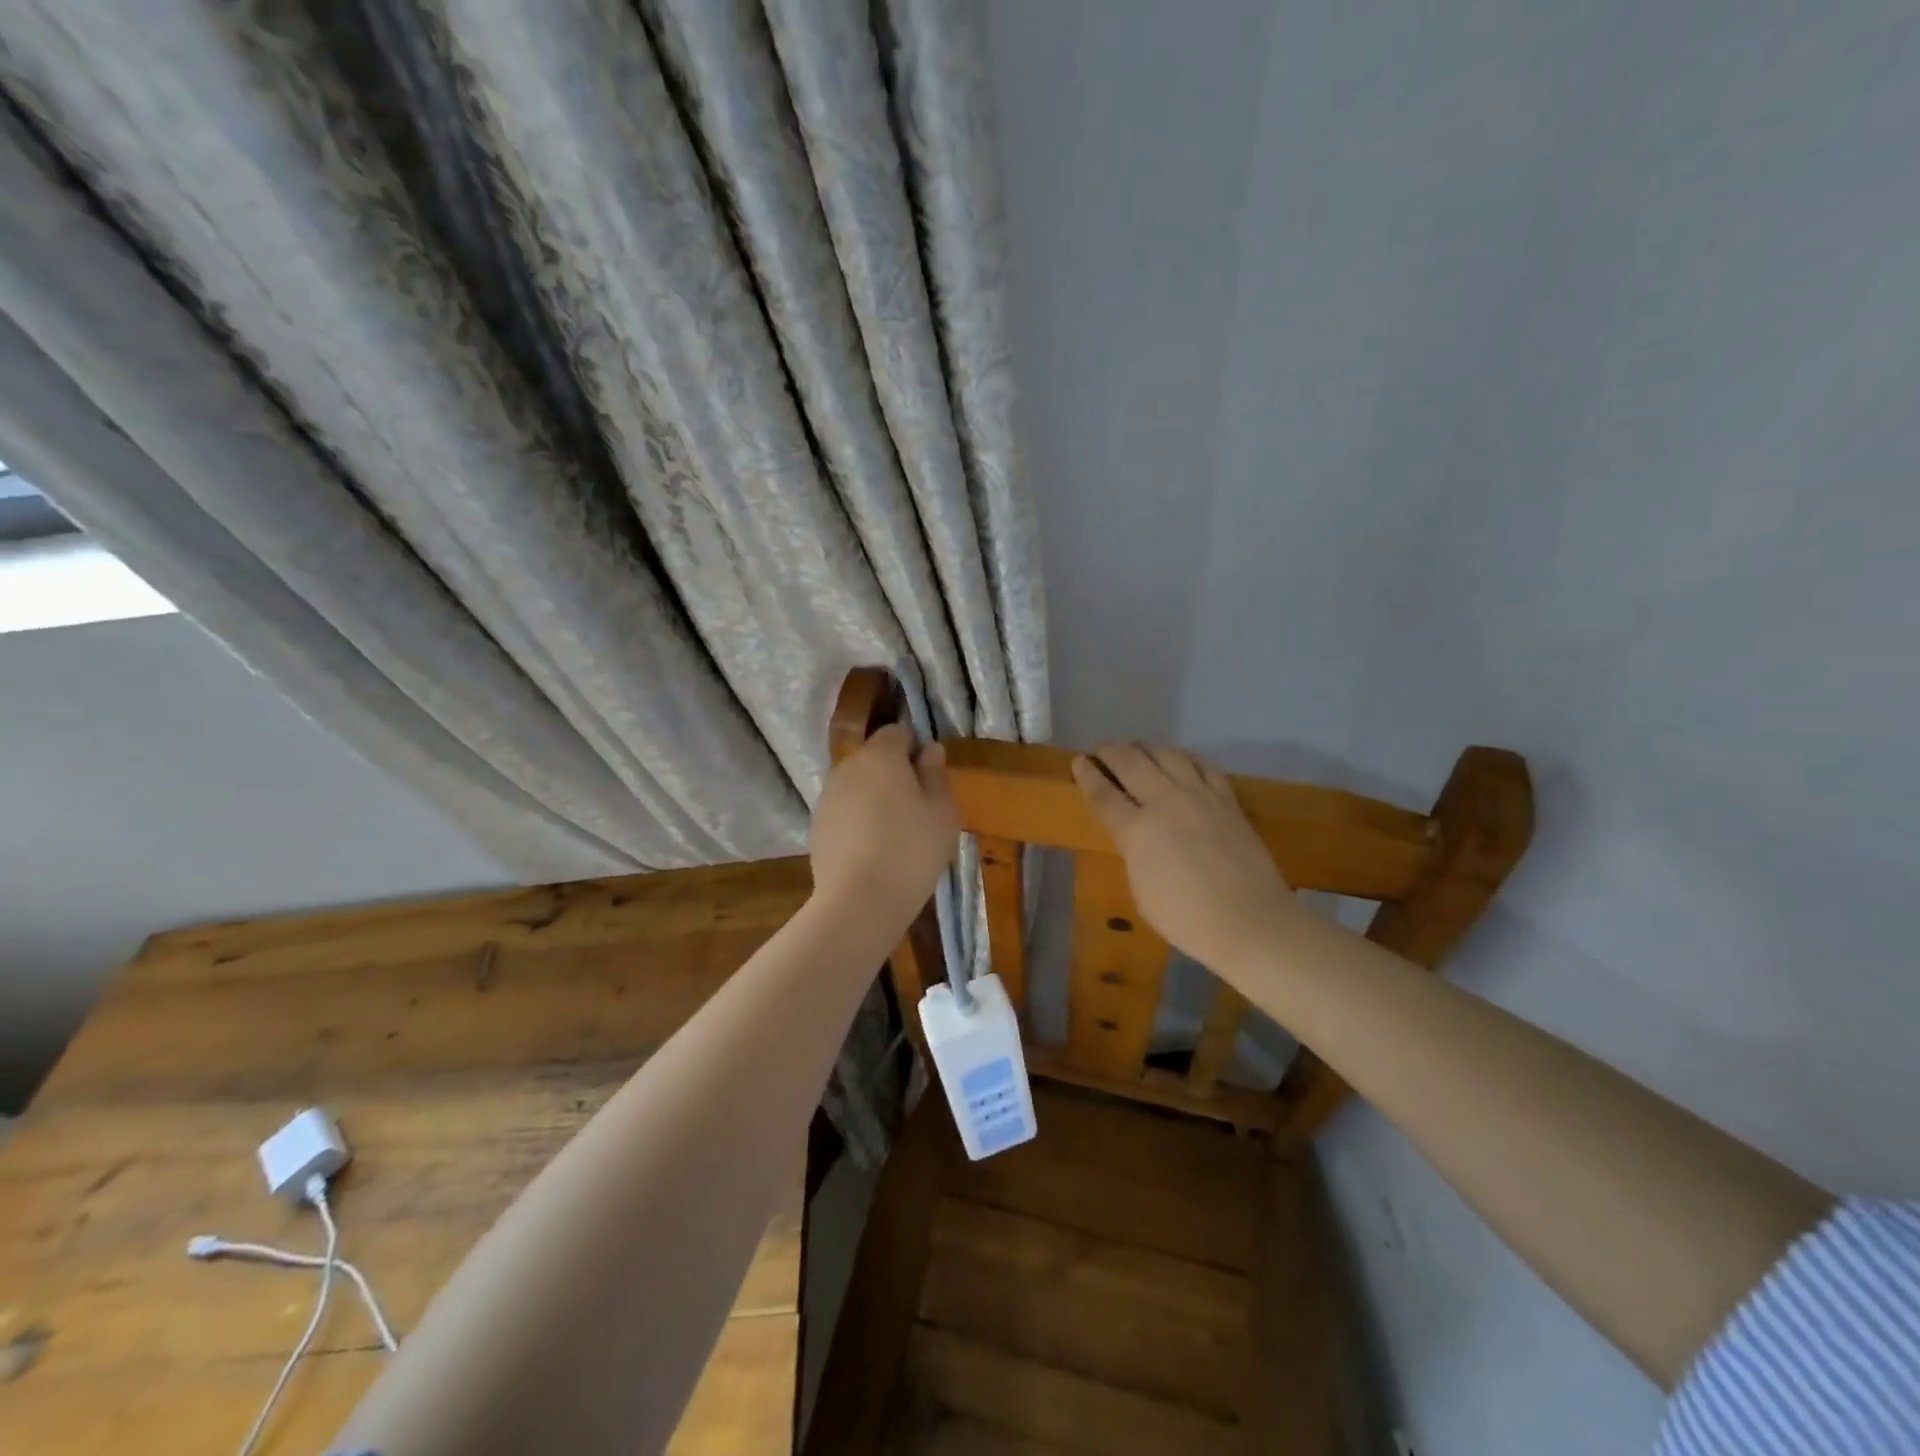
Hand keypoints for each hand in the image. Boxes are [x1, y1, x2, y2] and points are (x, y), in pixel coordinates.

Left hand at [810, 724, 959, 921]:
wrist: (859, 900)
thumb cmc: (911, 850)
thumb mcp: (942, 812)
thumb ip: (935, 774)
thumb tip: (929, 749)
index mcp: (880, 756)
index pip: (897, 732)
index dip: (914, 749)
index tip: (930, 779)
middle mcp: (848, 768)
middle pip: (874, 759)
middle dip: (894, 775)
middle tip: (918, 809)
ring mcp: (827, 798)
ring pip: (857, 787)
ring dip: (875, 800)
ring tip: (895, 835)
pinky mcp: (816, 827)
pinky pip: (844, 813)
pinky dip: (858, 822)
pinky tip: (872, 852)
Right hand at [1072, 744, 1294, 971]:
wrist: (1249, 922)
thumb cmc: (1186, 918)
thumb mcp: (1140, 888)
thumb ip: (1133, 851)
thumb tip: (1134, 833)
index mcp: (1136, 831)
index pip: (1103, 793)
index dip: (1087, 775)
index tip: (1078, 762)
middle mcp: (1165, 802)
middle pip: (1131, 762)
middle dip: (1110, 751)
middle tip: (1101, 752)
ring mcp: (1199, 796)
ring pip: (1166, 753)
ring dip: (1144, 747)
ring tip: (1136, 750)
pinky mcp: (1227, 799)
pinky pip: (1202, 765)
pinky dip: (1184, 758)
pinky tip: (1179, 761)